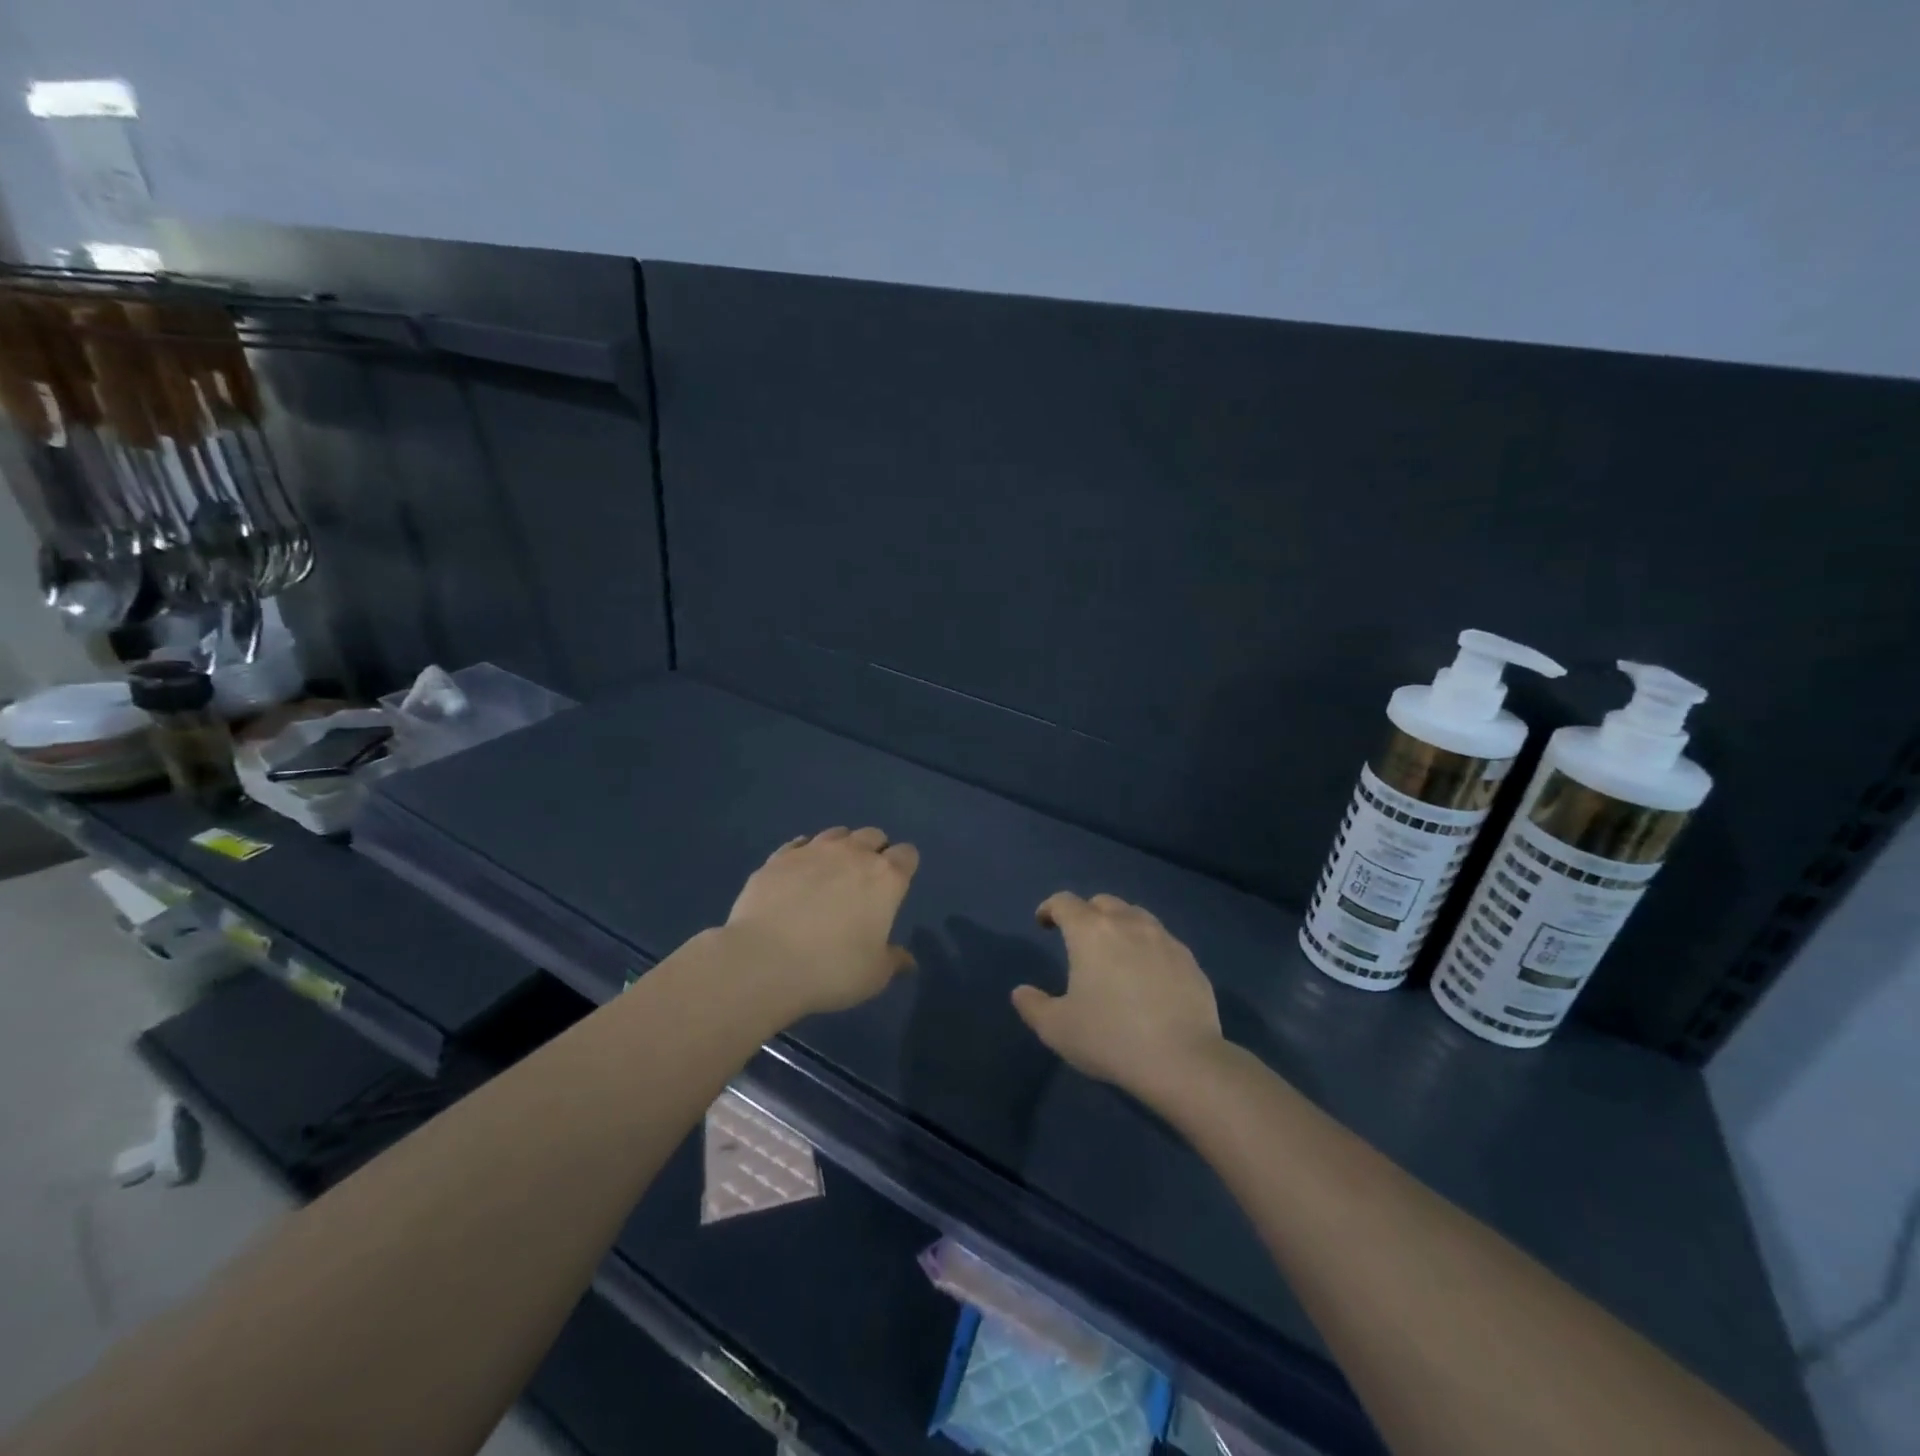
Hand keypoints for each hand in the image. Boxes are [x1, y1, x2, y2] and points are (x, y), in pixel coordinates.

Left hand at [723, 826, 918, 1021]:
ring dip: (841, 848)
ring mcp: (813, 851)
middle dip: (874, 851)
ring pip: (837, 833)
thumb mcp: (874, 976)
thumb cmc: (832, 969)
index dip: (904, 867)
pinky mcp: (778, 858)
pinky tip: (798, 874)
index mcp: (885, 878)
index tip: (896, 887)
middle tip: (864, 882)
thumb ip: (893, 961)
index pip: (907, 855)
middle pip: (873, 836)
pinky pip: (798, 844)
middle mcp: (853, 854)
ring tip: (831, 874)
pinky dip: (804, 854)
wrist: (764, 960)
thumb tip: (907, 960)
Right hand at [1013, 892, 1223, 1099]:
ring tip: (1115, 952)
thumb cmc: (1110, 1038)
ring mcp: (1164, 939)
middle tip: (1079, 939)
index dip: (1050, 908)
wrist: (1183, 1061)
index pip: (1064, 902)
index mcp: (1091, 932)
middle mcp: (1128, 923)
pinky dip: (1148, 948)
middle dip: (1086, 913)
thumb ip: (1033, 1006)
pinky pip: (1162, 941)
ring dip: (1120, 925)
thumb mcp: (1057, 1029)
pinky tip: (1148, 976)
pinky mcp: (1189, 960)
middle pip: (1103, 902)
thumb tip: (1021, 992)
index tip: (1043, 923)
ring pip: (1136, 916)